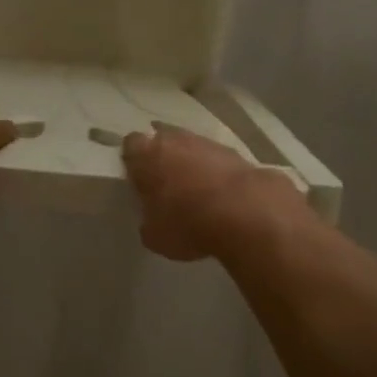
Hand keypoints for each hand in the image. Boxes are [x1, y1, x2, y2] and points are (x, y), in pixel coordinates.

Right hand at [121, 124, 309, 261]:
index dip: (133, 161)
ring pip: (191, 148)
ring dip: (191, 164)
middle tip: (165, 184)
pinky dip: (215, 172)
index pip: (131, 145)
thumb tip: (153, 218)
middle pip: (162, 141)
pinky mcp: (234, 152)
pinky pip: (216, 160)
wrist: (246, 212)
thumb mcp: (155, 236)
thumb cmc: (187, 223)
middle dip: (163, 158)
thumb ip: (148, 220)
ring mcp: (206, 142)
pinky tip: (221, 195)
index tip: (137, 179)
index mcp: (146, 155)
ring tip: (196, 192)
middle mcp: (174, 140)